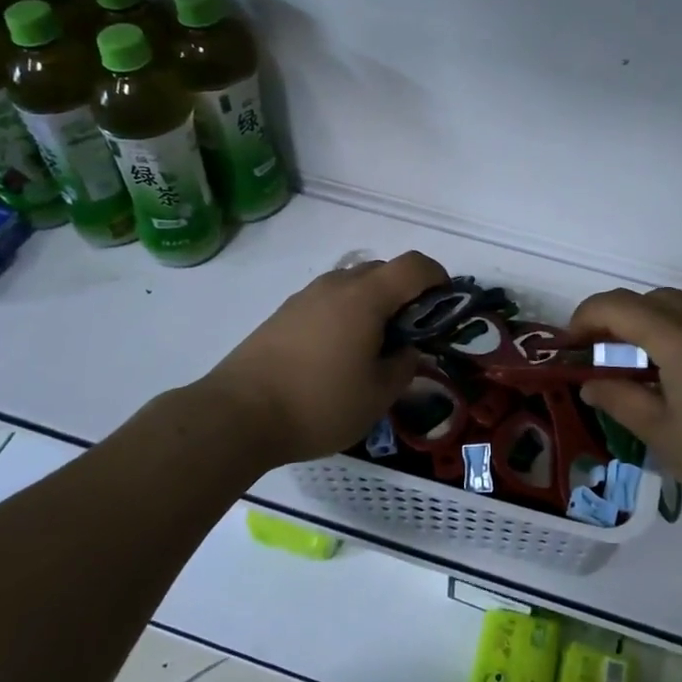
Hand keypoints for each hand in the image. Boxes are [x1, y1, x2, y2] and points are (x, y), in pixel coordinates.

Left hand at [202, 251, 448, 468]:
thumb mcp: (378, 395)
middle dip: (406, 294)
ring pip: (353, 285)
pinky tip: (337, 355)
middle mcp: (336, 285)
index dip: (438, 278)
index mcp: (366, 297)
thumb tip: (407, 350)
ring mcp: (305, 297)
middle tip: (410, 334)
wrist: (236, 415)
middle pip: (383, 270)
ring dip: (373, 304)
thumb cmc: (318, 403)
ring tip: (373, 347)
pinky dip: (346, 315)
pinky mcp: (283, 314)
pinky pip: (328, 301)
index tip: (445, 306)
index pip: (414, 265)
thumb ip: (404, 366)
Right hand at [572, 287, 681, 519]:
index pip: (617, 306)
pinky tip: (676, 371)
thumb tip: (590, 385)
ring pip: (675, 304)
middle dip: (614, 320)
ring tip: (636, 366)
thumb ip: (620, 401)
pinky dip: (674, 329)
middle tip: (599, 358)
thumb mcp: (664, 436)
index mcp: (679, 339)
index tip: (570, 347)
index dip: (584, 318)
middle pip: (646, 299)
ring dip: (645, 323)